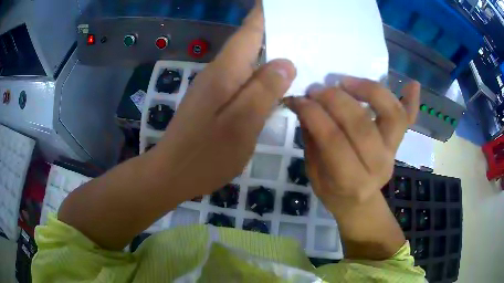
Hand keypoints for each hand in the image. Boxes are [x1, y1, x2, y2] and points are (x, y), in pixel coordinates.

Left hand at [153, 1, 296, 198]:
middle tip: (302, 30)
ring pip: (246, 61)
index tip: (280, 5)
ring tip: (296, 50)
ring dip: (268, 53)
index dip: (263, 15)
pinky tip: (274, 81)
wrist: (172, 173)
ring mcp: (214, 87)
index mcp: (225, 71)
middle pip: (248, 43)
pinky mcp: (214, 101)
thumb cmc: (206, 154)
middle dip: (273, 32)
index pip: (248, 32)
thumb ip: (264, 91)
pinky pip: (242, 79)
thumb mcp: (241, 124)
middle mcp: (218, 73)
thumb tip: (286, 63)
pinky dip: (260, 75)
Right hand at [285, 79, 419, 209]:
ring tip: (346, 81)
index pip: (333, 140)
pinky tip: (412, 84)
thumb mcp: (314, 173)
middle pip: (362, 124)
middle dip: (335, 99)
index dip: (314, 114)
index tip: (298, 99)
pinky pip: (410, 119)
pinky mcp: (399, 143)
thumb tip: (304, 104)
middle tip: (317, 89)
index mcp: (352, 181)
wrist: (359, 203)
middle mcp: (378, 166)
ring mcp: (393, 151)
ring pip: (392, 114)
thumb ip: (312, 139)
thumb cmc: (333, 191)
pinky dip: (412, 100)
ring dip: (370, 90)